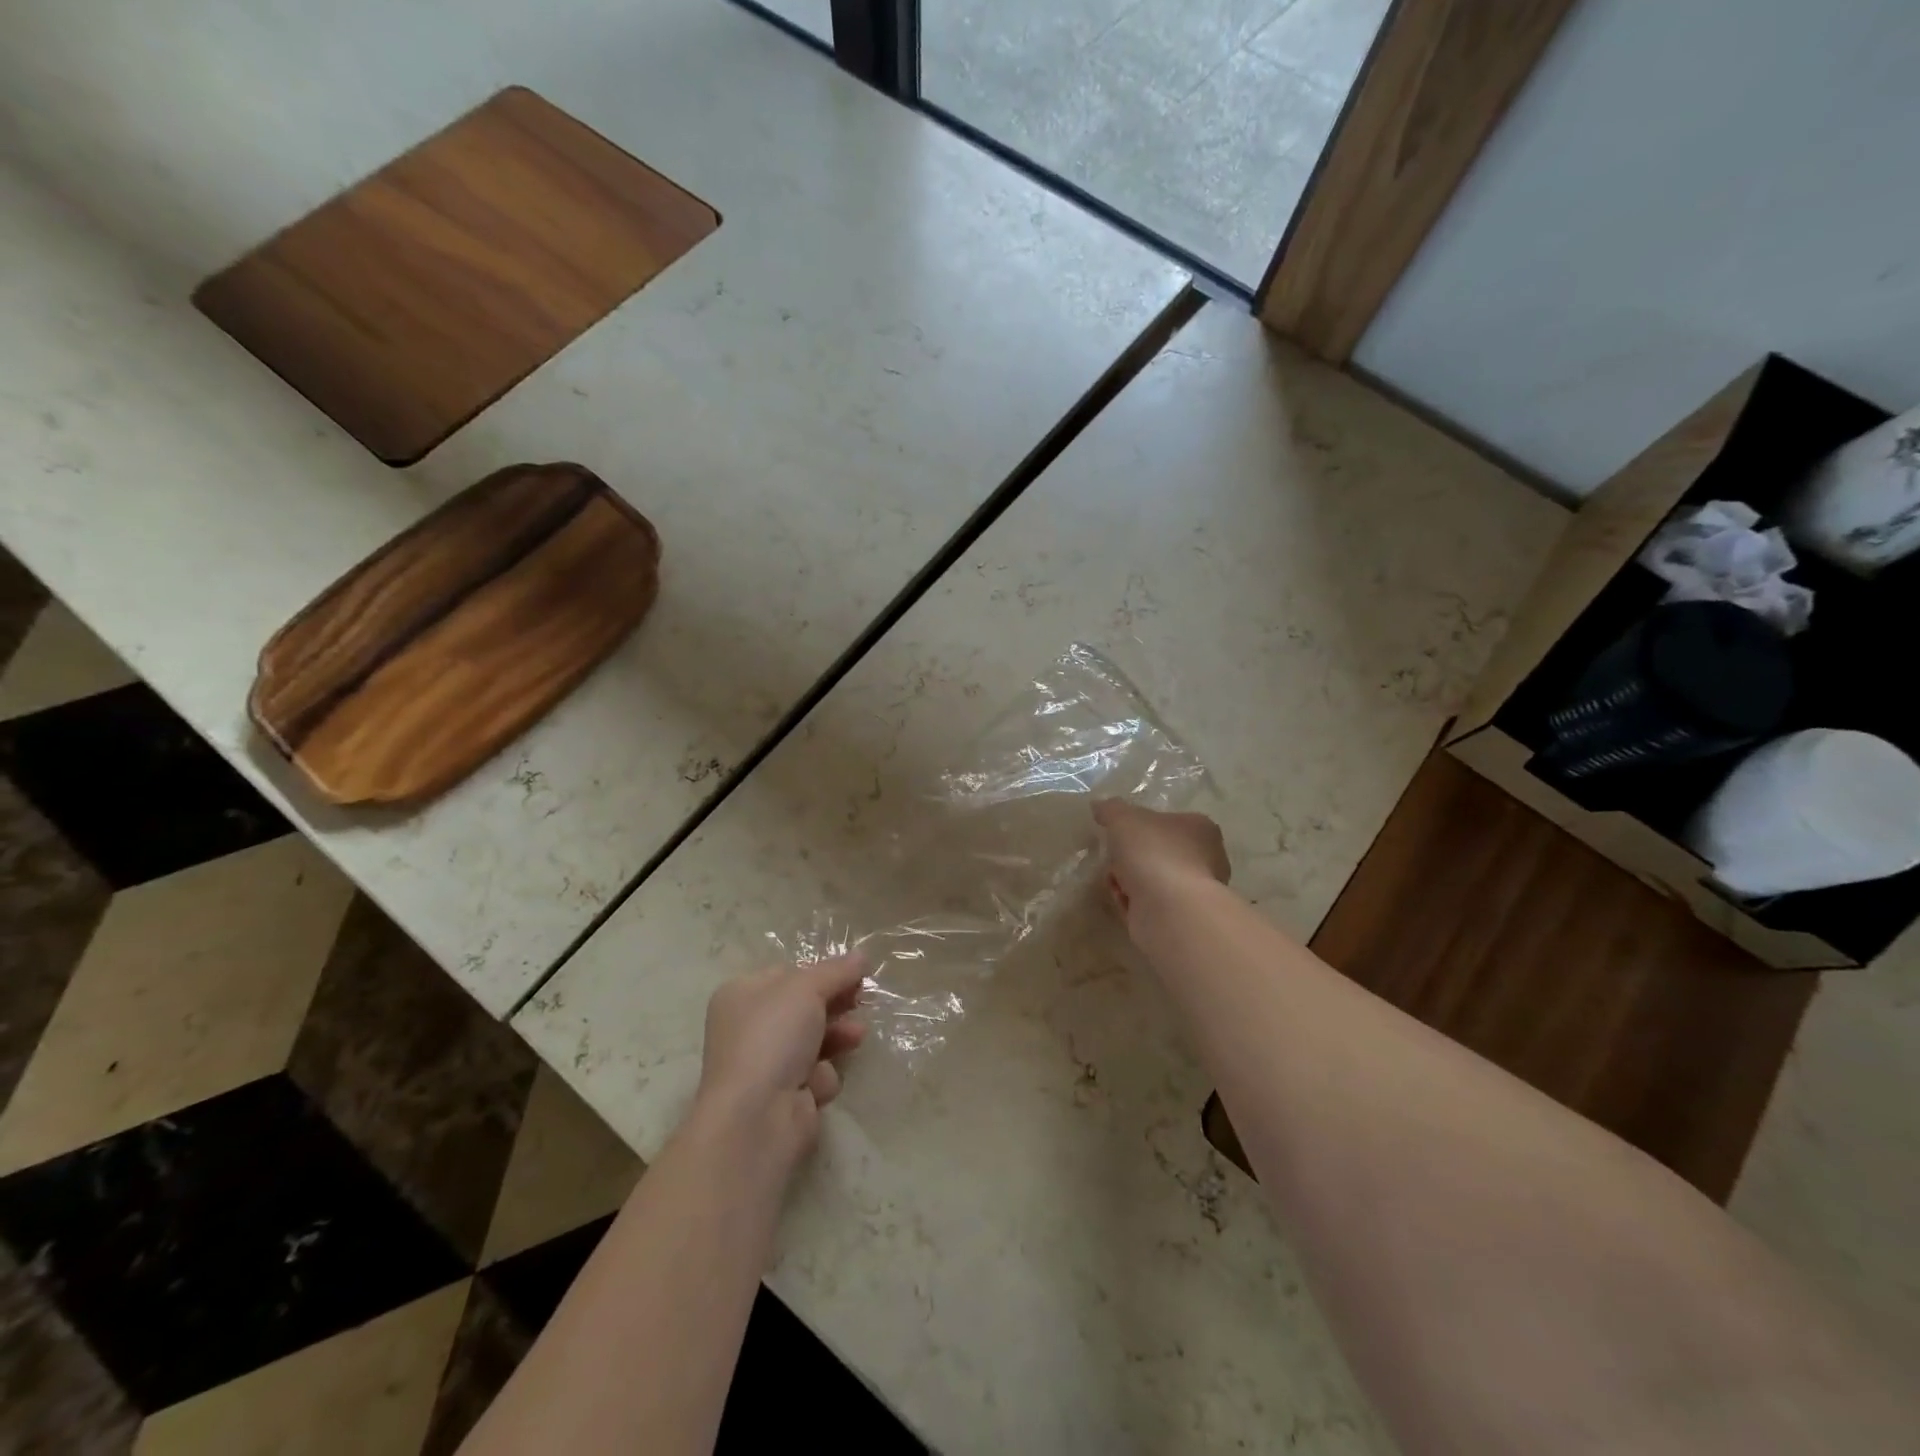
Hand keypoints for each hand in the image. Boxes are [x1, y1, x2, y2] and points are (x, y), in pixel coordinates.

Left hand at [693, 957, 868, 1172]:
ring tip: (857, 1035)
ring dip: (838, 1035)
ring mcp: (765, 1064)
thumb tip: (862, 955)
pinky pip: (814, 1074)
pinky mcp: (783, 1097)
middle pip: (803, 1007)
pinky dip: (822, 1076)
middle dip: (835, 1004)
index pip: (788, 974)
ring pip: (814, 1039)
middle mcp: (749, 1028)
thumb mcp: (806, 990)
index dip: (821, 972)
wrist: (756, 1118)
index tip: (853, 973)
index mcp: (742, 994)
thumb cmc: (773, 1037)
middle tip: (862, 998)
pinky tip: (819, 1083)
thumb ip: (837, 971)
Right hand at [1093, 799, 1230, 922]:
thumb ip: (1110, 808)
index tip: (1119, 833)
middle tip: (1113, 859)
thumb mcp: (1123, 818)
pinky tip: (1122, 902)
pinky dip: (1132, 903)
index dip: (1140, 827)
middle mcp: (1206, 859)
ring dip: (1128, 882)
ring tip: (1114, 883)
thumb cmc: (1154, 852)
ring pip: (1151, 881)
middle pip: (1158, 853)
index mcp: (1200, 828)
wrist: (1169, 910)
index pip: (1169, 821)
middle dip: (1130, 858)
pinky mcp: (1181, 919)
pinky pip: (1149, 905)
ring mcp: (1195, 892)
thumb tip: (1099, 805)